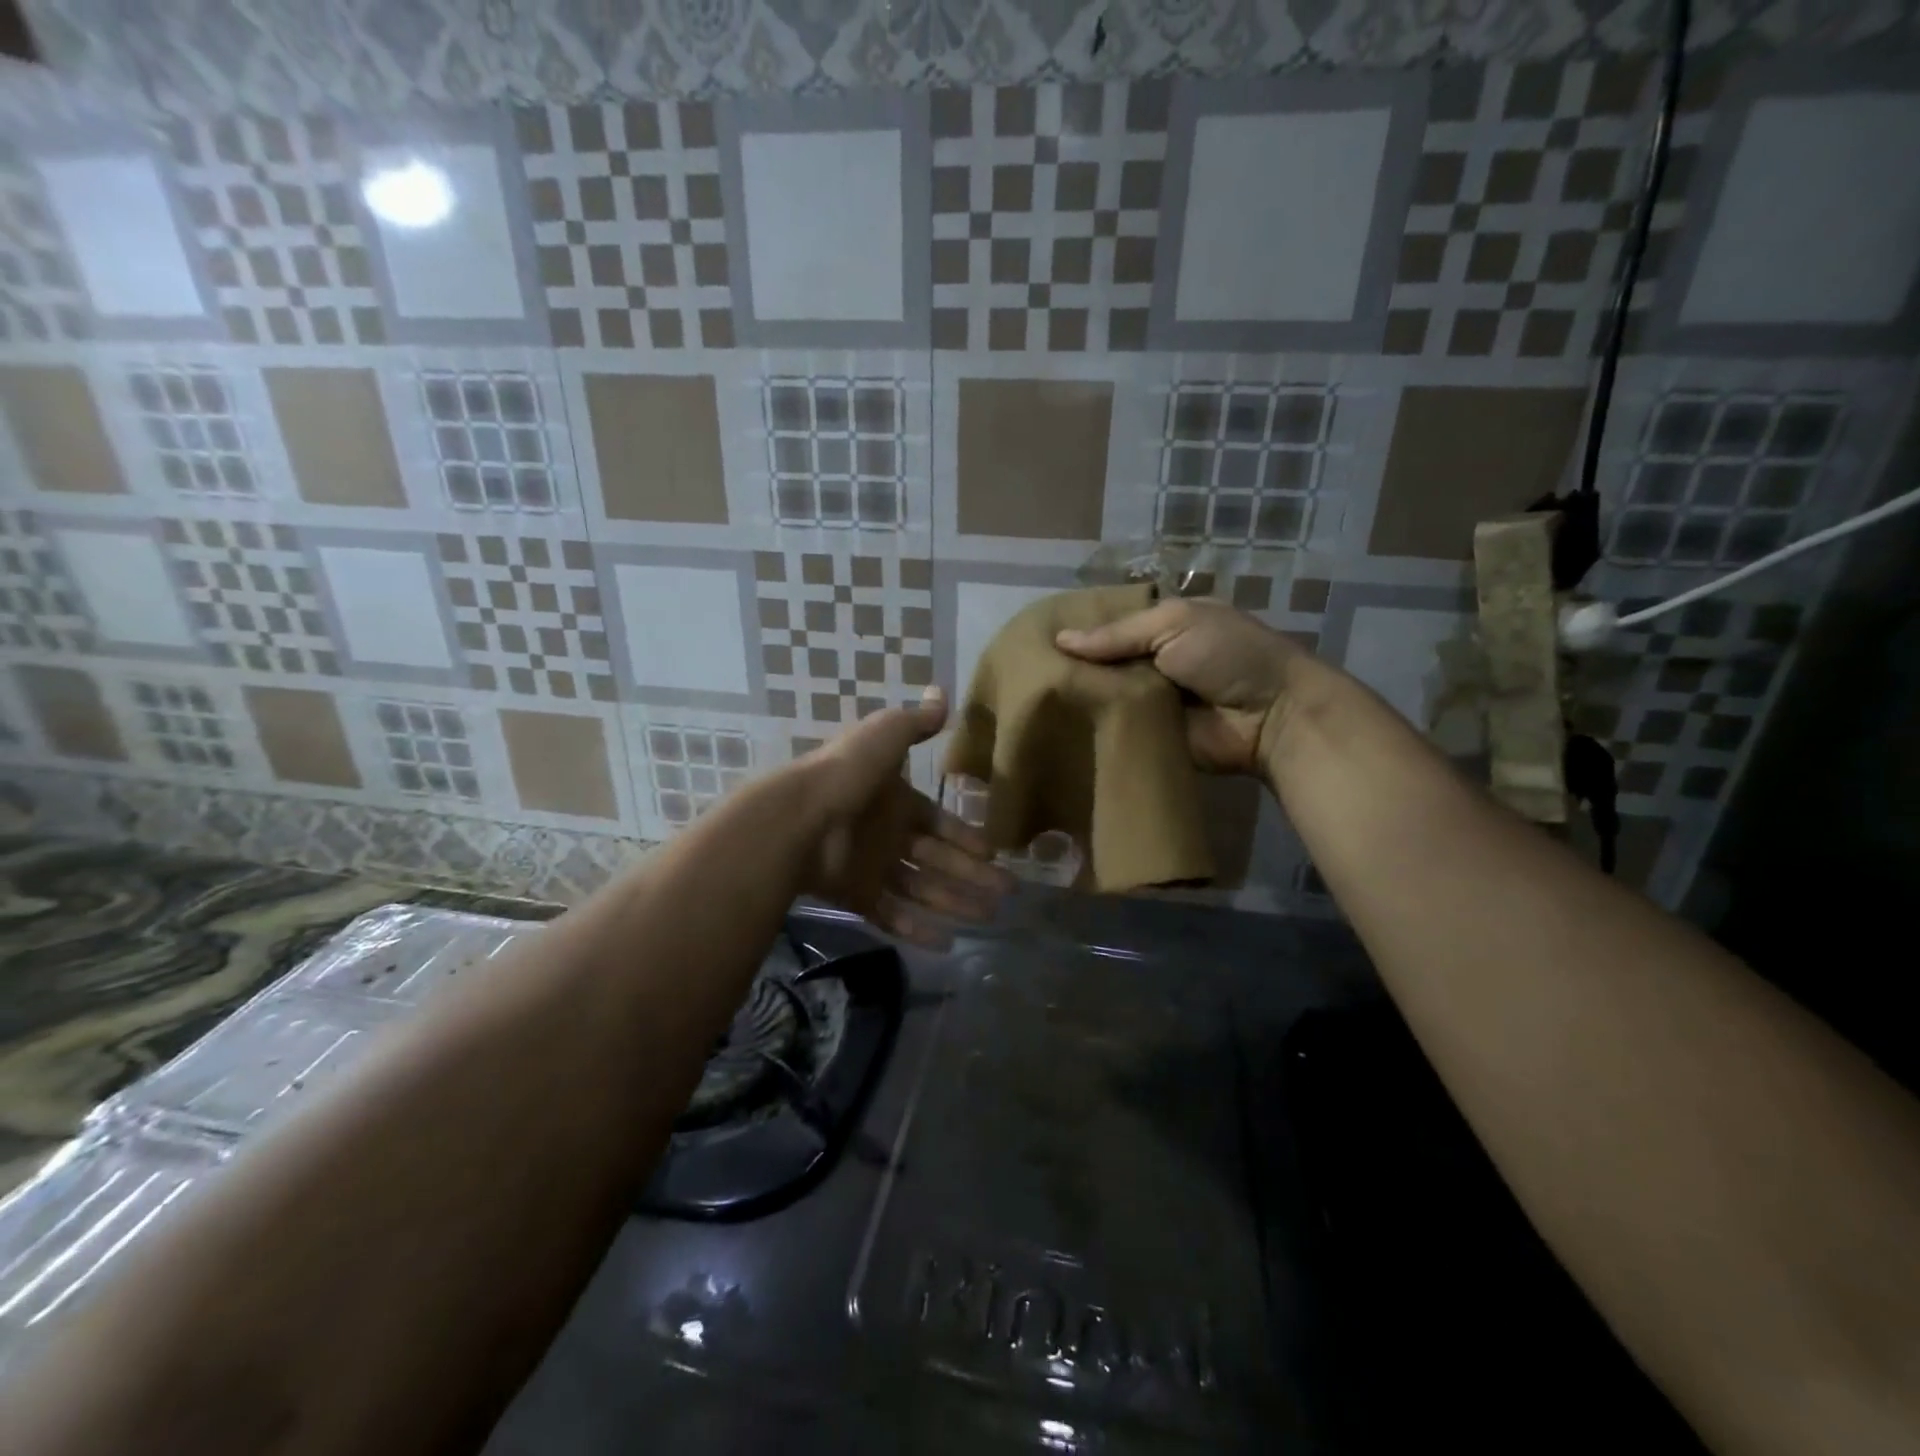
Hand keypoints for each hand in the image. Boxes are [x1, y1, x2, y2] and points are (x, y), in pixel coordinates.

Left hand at [794, 687, 1011, 948]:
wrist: (799, 815)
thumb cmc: (848, 773)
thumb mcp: (885, 735)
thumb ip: (915, 722)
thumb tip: (941, 693)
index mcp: (897, 802)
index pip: (939, 823)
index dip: (966, 837)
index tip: (994, 854)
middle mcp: (888, 836)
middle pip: (938, 861)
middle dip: (972, 876)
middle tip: (1007, 895)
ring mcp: (872, 868)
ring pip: (922, 890)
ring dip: (954, 903)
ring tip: (988, 919)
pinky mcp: (856, 896)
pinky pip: (891, 915)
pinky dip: (917, 929)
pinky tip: (947, 941)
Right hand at [1055, 598, 1305, 775]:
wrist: (1272, 716)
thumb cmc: (1228, 655)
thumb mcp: (1175, 623)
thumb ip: (1118, 634)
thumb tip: (1060, 640)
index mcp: (1164, 627)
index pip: (1112, 625)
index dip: (1081, 629)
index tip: (1037, 637)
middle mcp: (1153, 662)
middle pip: (1104, 663)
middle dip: (1072, 667)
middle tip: (1024, 671)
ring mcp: (1150, 702)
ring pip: (1104, 698)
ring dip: (1078, 700)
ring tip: (1030, 700)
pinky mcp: (1150, 737)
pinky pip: (1115, 731)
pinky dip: (1093, 731)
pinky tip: (1055, 728)